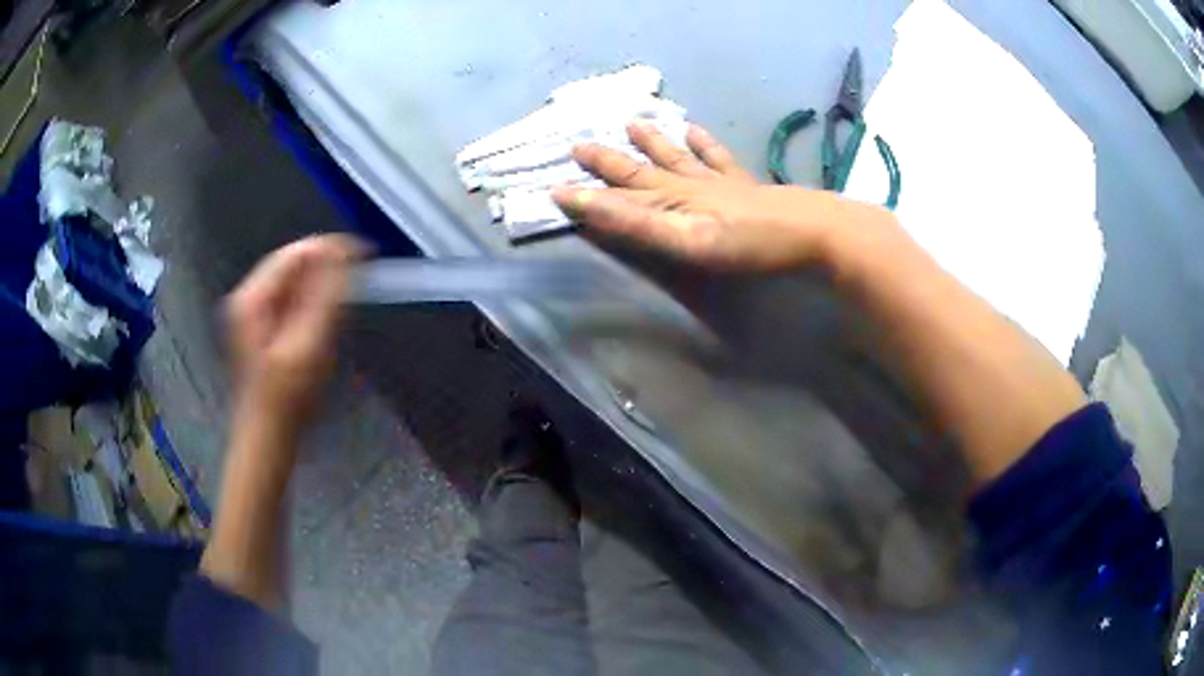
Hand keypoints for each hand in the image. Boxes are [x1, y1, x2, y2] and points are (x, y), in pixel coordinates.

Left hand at [224, 234, 361, 420]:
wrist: (268, 435)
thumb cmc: (289, 396)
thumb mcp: (310, 344)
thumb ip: (326, 295)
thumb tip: (345, 250)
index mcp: (253, 297)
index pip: (295, 253)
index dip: (329, 248)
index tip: (364, 253)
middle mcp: (248, 297)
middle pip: (292, 264)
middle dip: (325, 267)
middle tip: (357, 278)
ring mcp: (252, 312)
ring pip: (292, 281)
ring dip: (320, 285)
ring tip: (345, 297)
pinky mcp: (260, 326)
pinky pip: (290, 298)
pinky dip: (311, 301)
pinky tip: (324, 317)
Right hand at [553, 121, 887, 270]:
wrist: (810, 231)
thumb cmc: (747, 243)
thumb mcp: (684, 240)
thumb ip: (634, 223)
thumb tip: (582, 203)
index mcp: (670, 201)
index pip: (617, 196)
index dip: (584, 193)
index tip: (552, 187)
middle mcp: (688, 184)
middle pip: (641, 169)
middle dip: (609, 160)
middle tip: (579, 144)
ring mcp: (717, 181)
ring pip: (675, 155)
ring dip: (651, 141)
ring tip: (633, 122)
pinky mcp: (743, 183)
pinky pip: (716, 156)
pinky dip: (702, 142)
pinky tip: (696, 129)